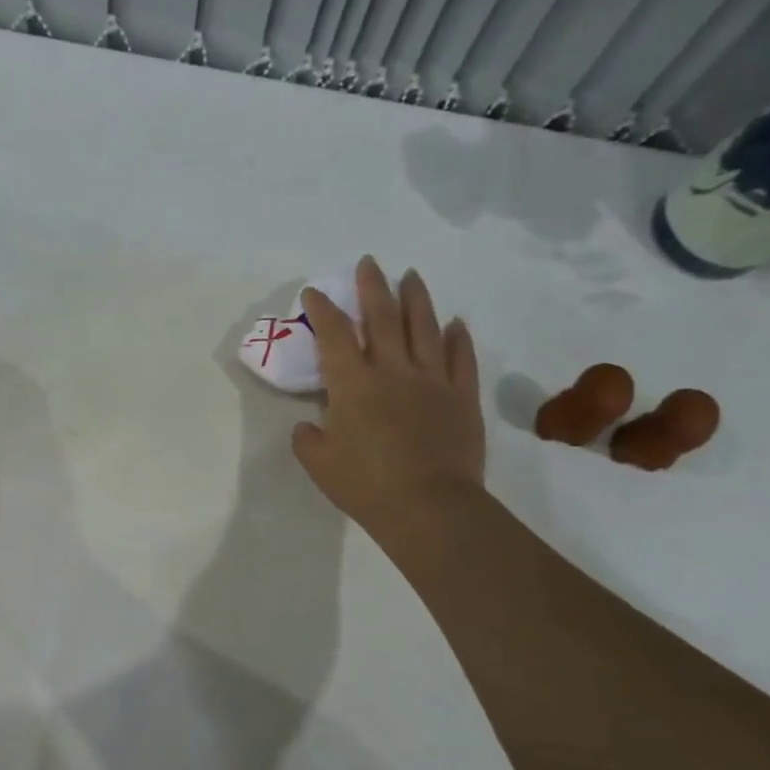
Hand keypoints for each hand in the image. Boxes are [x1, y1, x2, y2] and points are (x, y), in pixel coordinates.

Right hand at [292, 256, 484, 537]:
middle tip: (369, 262)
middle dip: (372, 286)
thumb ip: (308, 438)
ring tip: (411, 276)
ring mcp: (432, 380)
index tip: (314, 292)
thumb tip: (310, 425)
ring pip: (425, 326)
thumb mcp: (318, 463)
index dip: (322, 308)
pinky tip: (454, 323)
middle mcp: (392, 369)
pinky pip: (460, 358)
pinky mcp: (461, 396)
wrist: (428, 507)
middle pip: (382, 316)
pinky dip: (457, 337)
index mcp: (352, 383)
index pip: (333, 333)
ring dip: (416, 298)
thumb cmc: (365, 484)